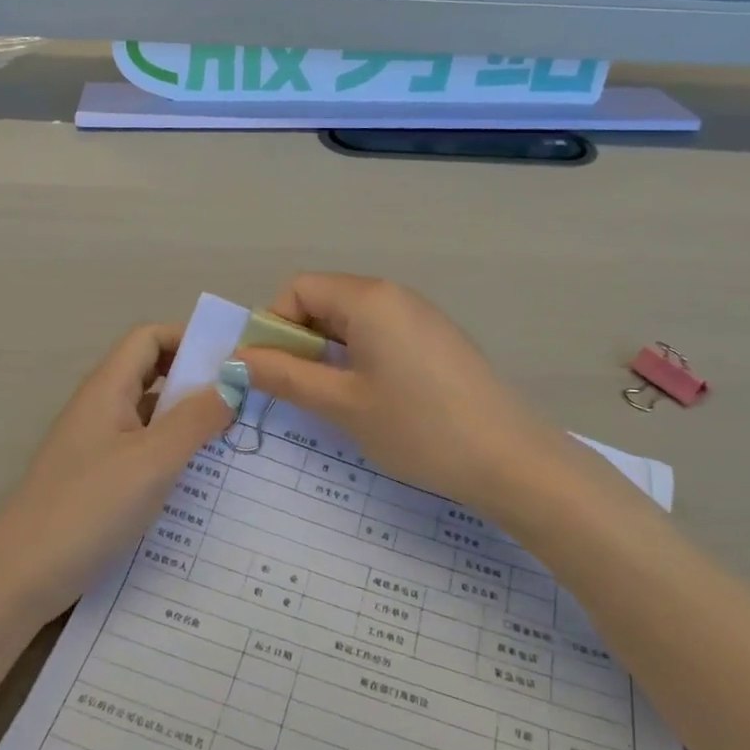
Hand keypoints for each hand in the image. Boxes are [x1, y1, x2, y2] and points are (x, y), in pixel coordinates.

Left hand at [0, 324, 235, 631]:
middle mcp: (99, 409)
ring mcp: (96, 447)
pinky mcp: (97, 481)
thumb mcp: (152, 461)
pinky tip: (199, 481)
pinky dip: (173, 454)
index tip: (234, 363)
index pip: (149, 337)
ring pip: (150, 416)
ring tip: (234, 440)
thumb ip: (196, 418)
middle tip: (244, 402)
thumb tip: (234, 381)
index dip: (190, 338)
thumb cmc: (88, 509)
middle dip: (197, 381)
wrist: (19, 580)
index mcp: (106, 390)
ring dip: (189, 420)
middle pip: (152, 374)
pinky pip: (143, 451)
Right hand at [238, 274, 553, 514]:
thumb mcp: (341, 404)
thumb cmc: (417, 427)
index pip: (298, 289)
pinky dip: (360, 358)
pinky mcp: (439, 340)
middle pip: (325, 301)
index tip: (271, 372)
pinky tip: (373, 400)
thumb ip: (285, 376)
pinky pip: (382, 335)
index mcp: (368, 298)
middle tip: (299, 392)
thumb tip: (239, 359)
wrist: (510, 459)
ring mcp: (421, 316)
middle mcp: (395, 295)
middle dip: (300, 341)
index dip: (274, 326)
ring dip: (329, 353)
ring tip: (334, 401)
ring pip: (353, 321)